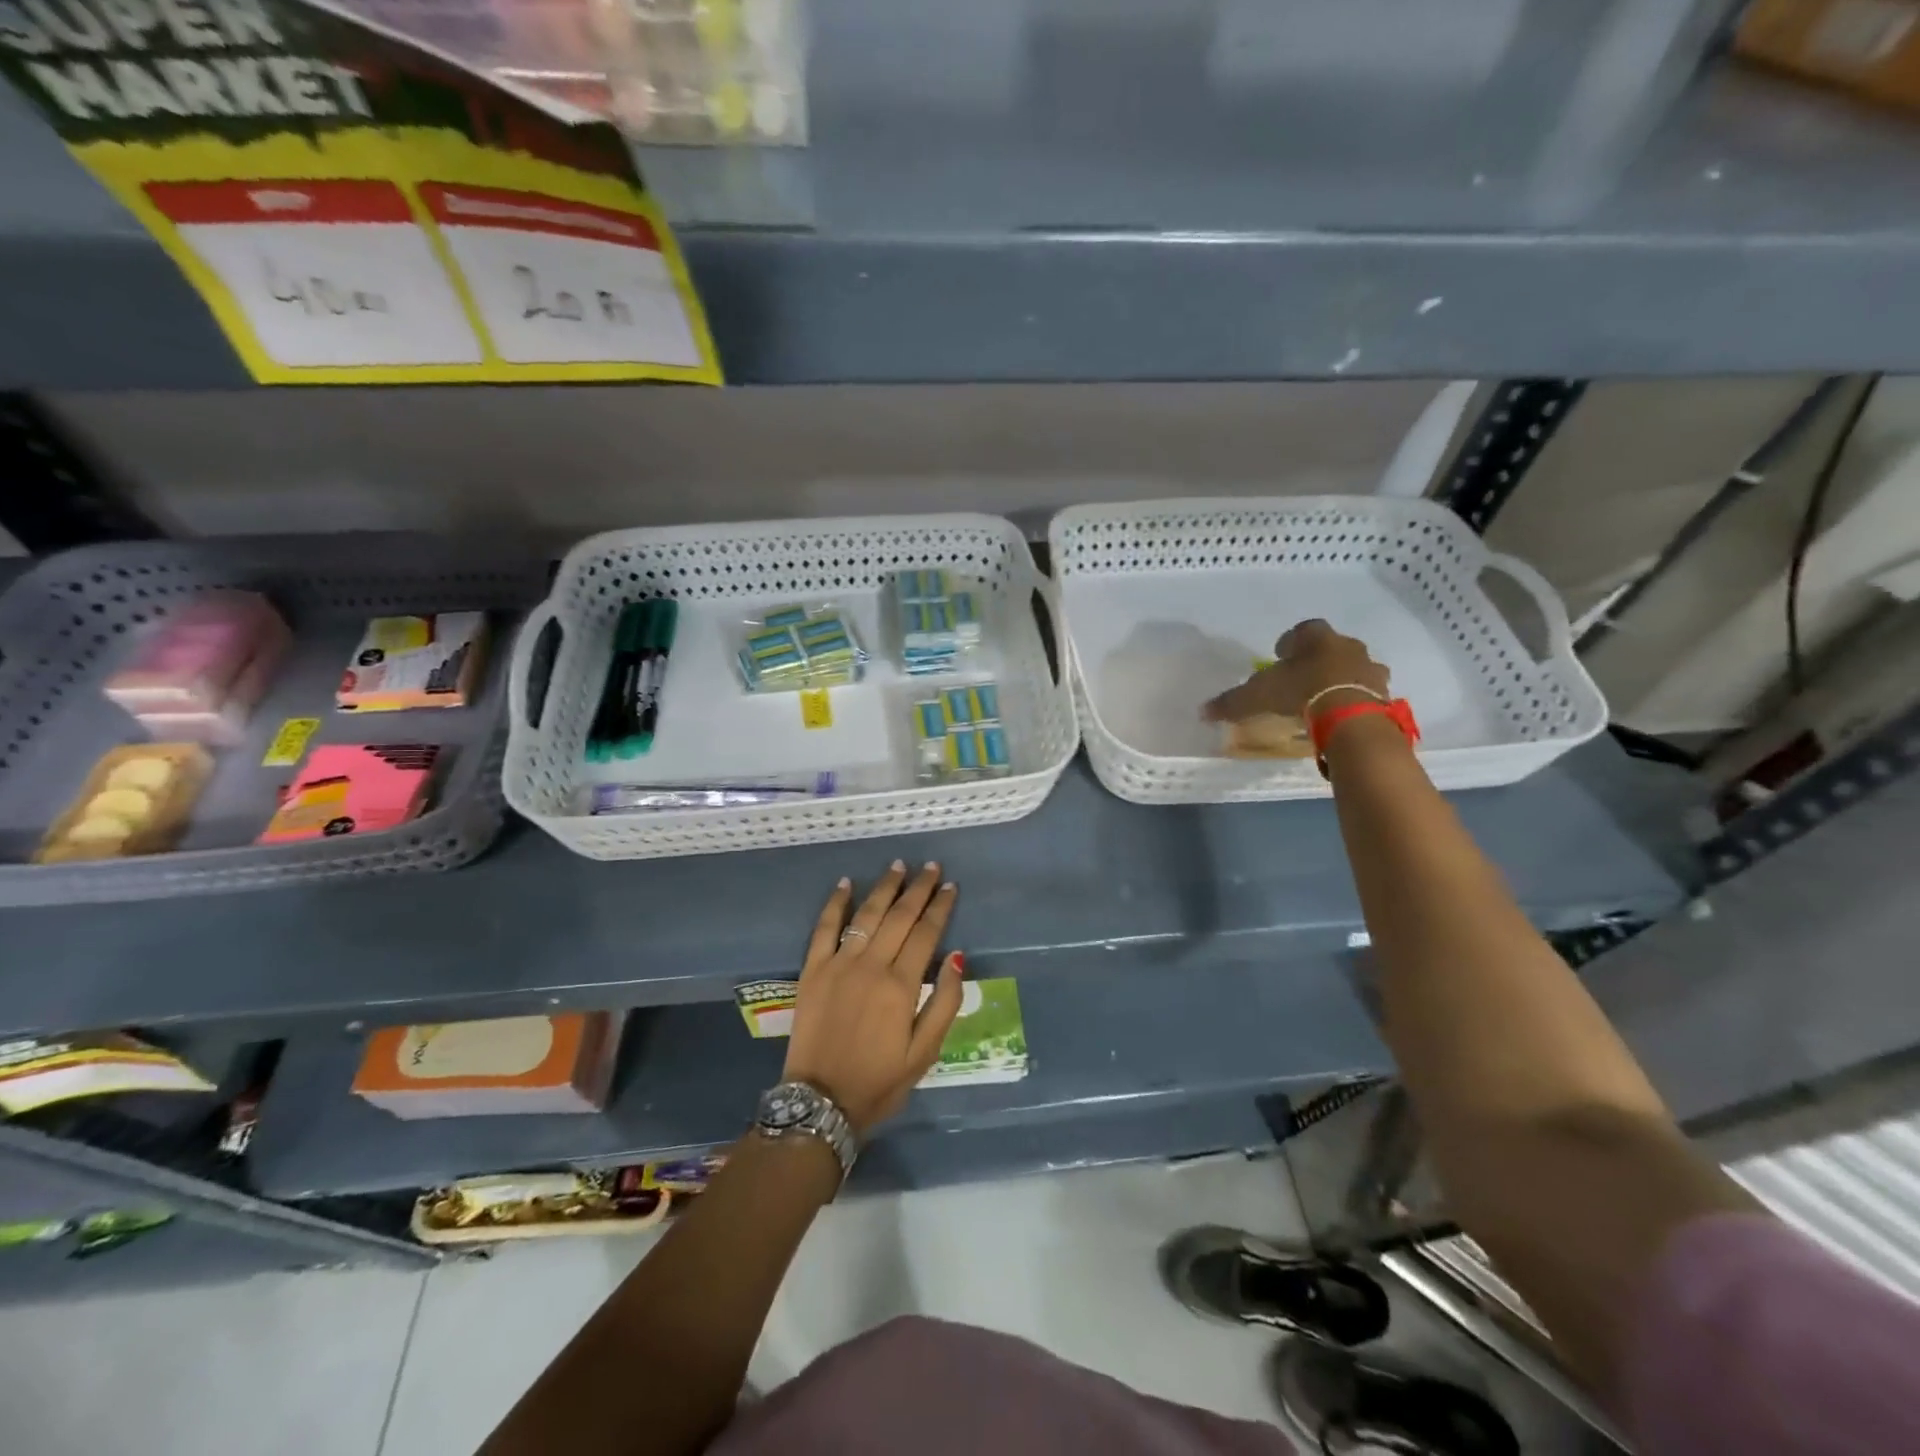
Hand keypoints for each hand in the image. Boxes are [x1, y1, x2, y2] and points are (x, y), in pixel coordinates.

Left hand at [783, 861, 963, 1134]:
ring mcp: (838, 964)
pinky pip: (824, 927)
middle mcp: (871, 965)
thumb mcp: (925, 1053)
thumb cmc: (879, 1081)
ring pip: (866, 914)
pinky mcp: (812, 970)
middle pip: (899, 916)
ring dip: (884, 887)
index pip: (927, 933)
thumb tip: (957, 957)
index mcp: (901, 985)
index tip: (951, 887)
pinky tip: (846, 883)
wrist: (820, 1103)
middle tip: (932, 867)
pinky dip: (835, 903)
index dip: (941, 907)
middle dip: (918, 888)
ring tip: (898, 865)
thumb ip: (945, 1002)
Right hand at [1202, 619, 1389, 722]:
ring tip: (1323, 699)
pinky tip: (1340, 714)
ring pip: (1352, 668)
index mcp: (1316, 638)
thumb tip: (1202, 711)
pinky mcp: (1383, 692)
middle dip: (1316, 660)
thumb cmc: (1300, 693)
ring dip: (1339, 679)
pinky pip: (1366, 691)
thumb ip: (1231, 702)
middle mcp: (1346, 645)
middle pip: (1330, 647)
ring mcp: (1369, 668)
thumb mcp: (1257, 697)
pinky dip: (1354, 699)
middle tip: (1301, 679)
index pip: (1302, 630)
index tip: (1280, 658)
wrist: (1349, 716)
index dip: (1290, 642)